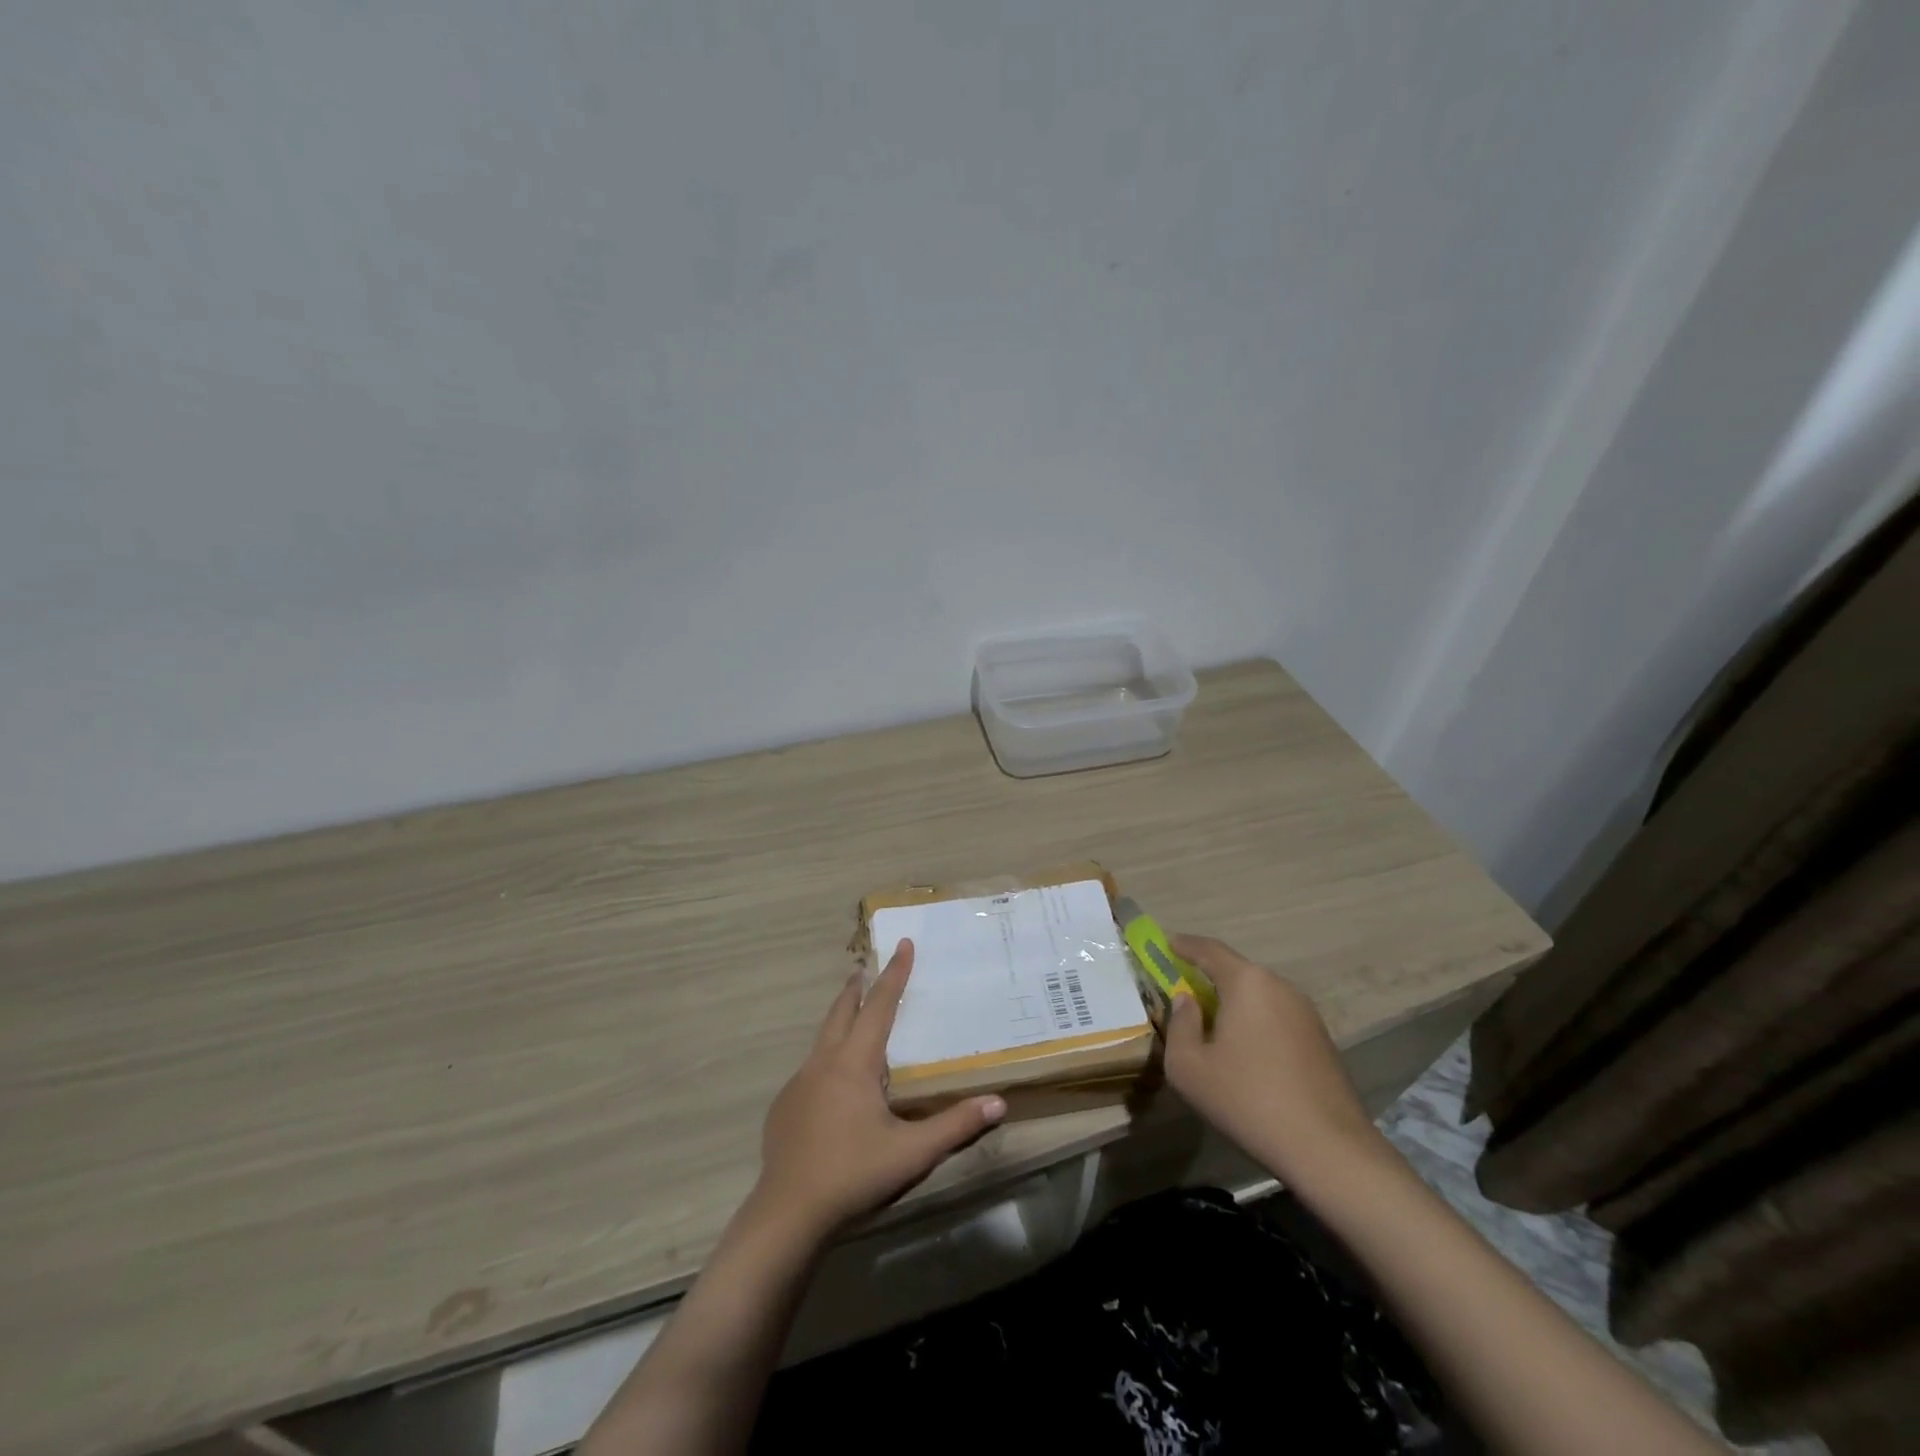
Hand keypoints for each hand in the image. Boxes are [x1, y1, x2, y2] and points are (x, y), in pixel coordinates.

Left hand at [753, 939, 1007, 1237]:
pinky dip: (827, 1057)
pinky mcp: (784, 1108)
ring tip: (852, 1014)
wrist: (787, 1214)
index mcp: (854, 1063)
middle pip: (841, 1012)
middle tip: (865, 966)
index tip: (903, 944)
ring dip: (839, 1018)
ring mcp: (798, 1084)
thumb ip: (955, 1126)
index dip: (894, 974)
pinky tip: (833, 1082)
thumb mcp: (912, 1153)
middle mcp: (823, 1063)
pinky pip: (810, 1069)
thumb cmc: (853, 1175)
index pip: (879, 1007)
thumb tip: (999, 1103)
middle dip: (857, 987)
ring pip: (822, 1038)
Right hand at [1162, 934, 1383, 1185]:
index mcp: (1247, 982)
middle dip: (1208, 977)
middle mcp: (1279, 986)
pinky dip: (1255, 1023)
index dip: (1184, 945)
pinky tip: (1246, 1054)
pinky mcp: (1322, 1040)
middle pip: (1236, 972)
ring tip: (1213, 1026)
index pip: (1209, 949)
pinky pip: (1277, 1017)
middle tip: (1184, 991)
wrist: (1328, 1148)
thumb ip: (1180, 1025)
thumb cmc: (1247, 1099)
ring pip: (1258, 996)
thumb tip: (1187, 1001)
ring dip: (1233, 1004)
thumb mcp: (1189, 1066)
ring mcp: (1306, 1013)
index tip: (1167, 943)